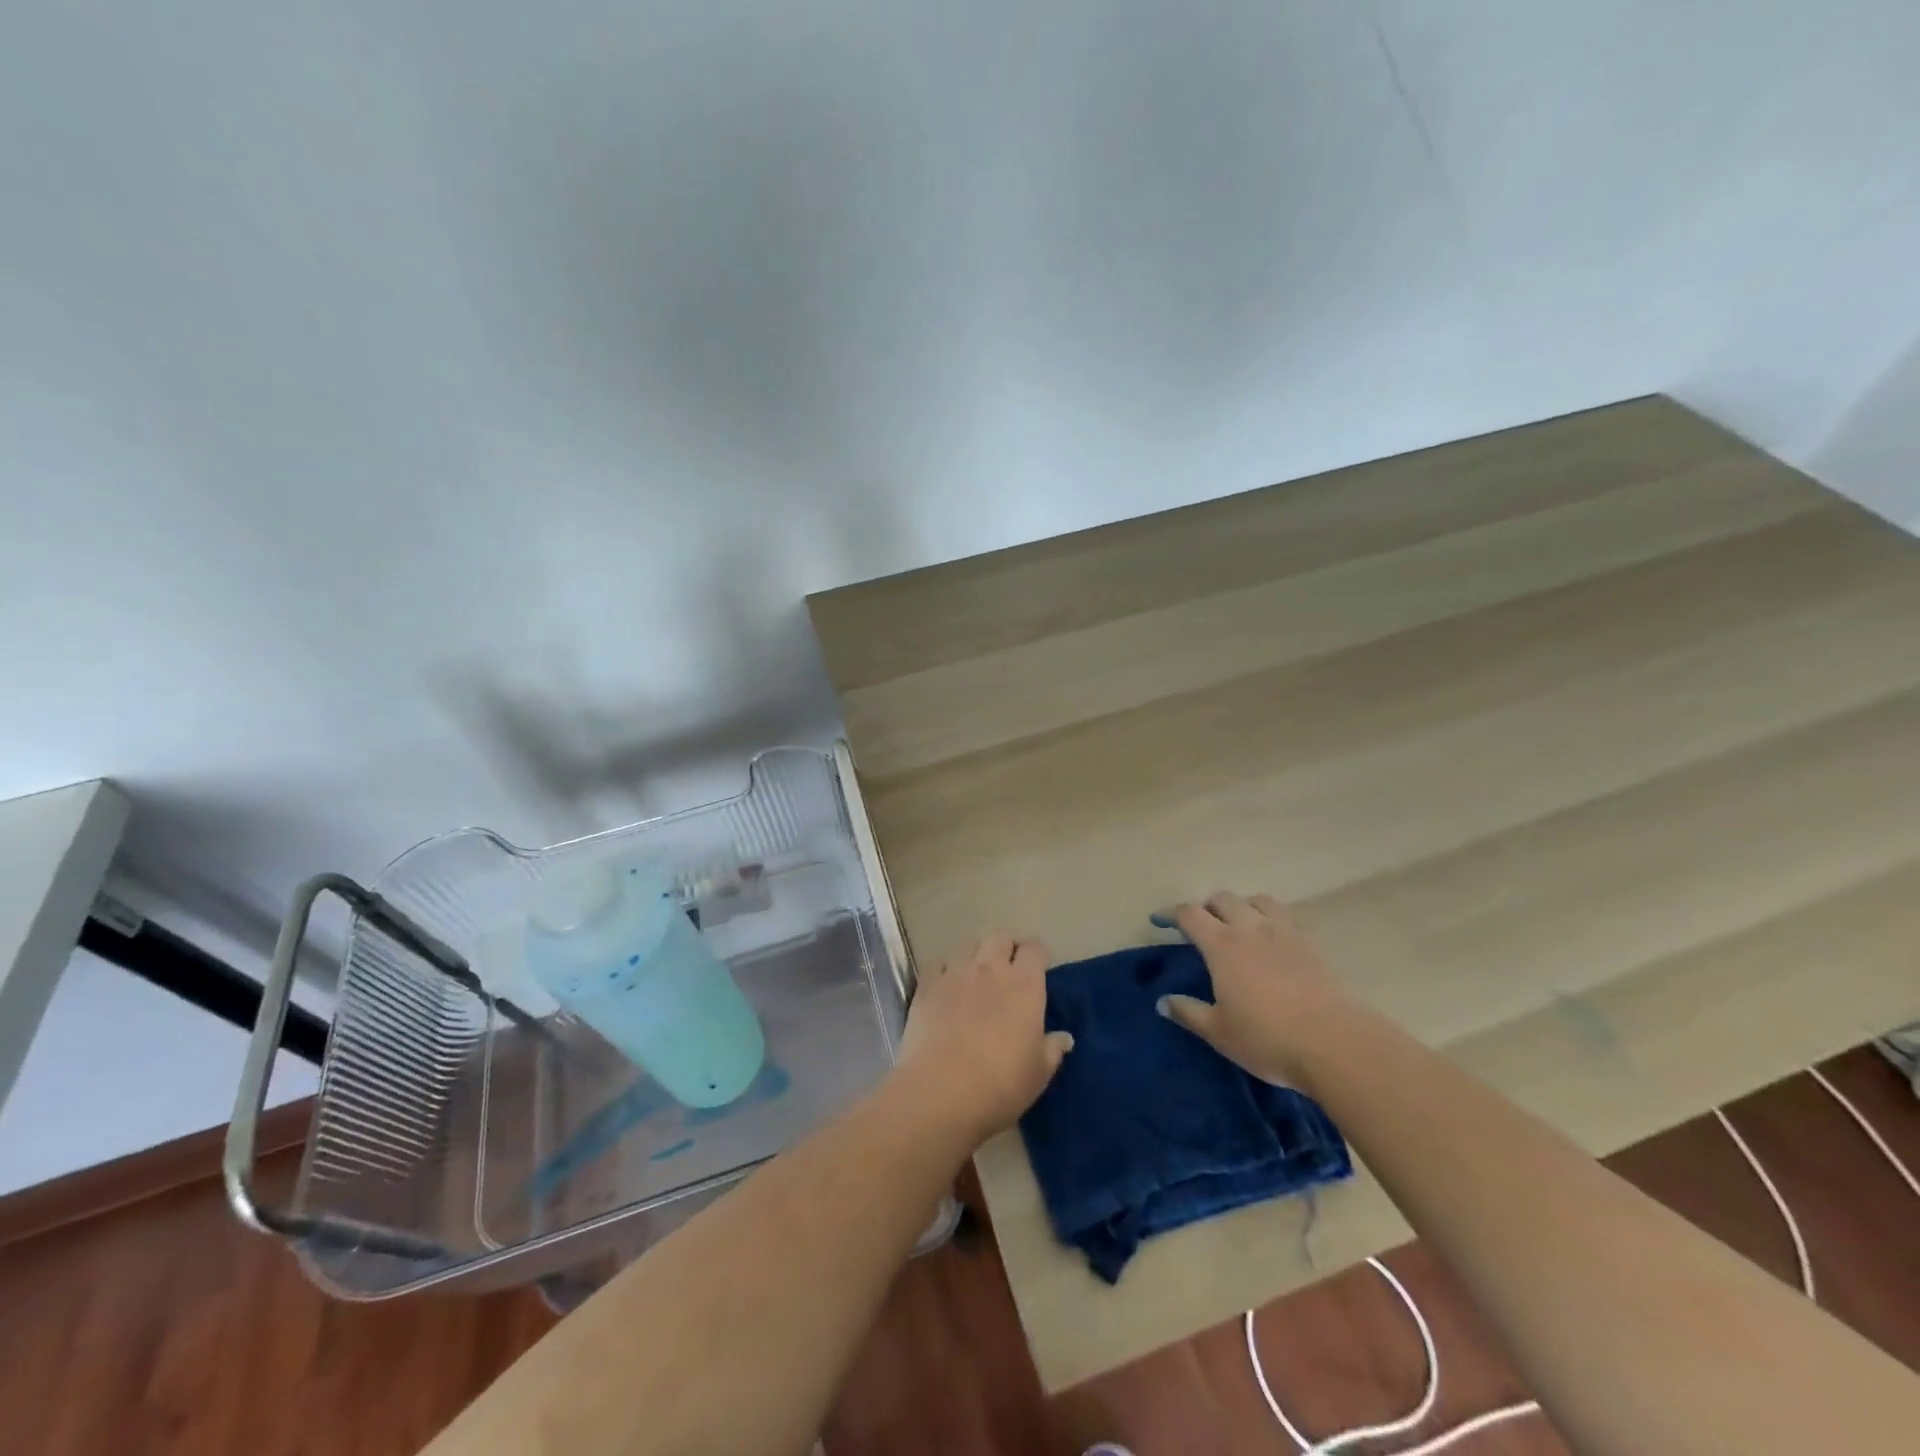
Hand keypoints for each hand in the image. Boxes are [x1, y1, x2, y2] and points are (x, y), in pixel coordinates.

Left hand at [896, 932, 1073, 1145]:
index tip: (1038, 968)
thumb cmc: (1001, 1084)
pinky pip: (938, 962)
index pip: (1034, 948)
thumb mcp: (1039, 1073)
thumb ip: (1052, 1049)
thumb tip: (1064, 1037)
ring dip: (976, 954)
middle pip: (1000, 937)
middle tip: (1008, 969)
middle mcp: (991, 968)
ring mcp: (956, 973)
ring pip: (969, 944)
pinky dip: (945, 968)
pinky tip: (945, 985)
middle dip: (1006, 947)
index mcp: (1024, 985)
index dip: (1037, 954)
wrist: (941, 1091)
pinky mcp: (927, 985)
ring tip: (976, 974)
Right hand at [1157, 891, 1353, 1087]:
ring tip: (1238, 924)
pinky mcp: (1311, 944)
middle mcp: (1250, 928)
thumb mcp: (1219, 1032)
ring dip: (1242, 905)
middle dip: (1207, 906)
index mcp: (1222, 945)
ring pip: (1257, 900)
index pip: (1190, 914)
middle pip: (1223, 899)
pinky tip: (1272, 938)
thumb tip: (1163, 1001)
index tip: (1160, 921)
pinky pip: (1286, 916)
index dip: (1171, 914)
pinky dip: (1271, 917)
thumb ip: (1188, 1012)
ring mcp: (1284, 933)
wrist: (1337, 1043)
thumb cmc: (1268, 1038)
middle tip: (1200, 926)